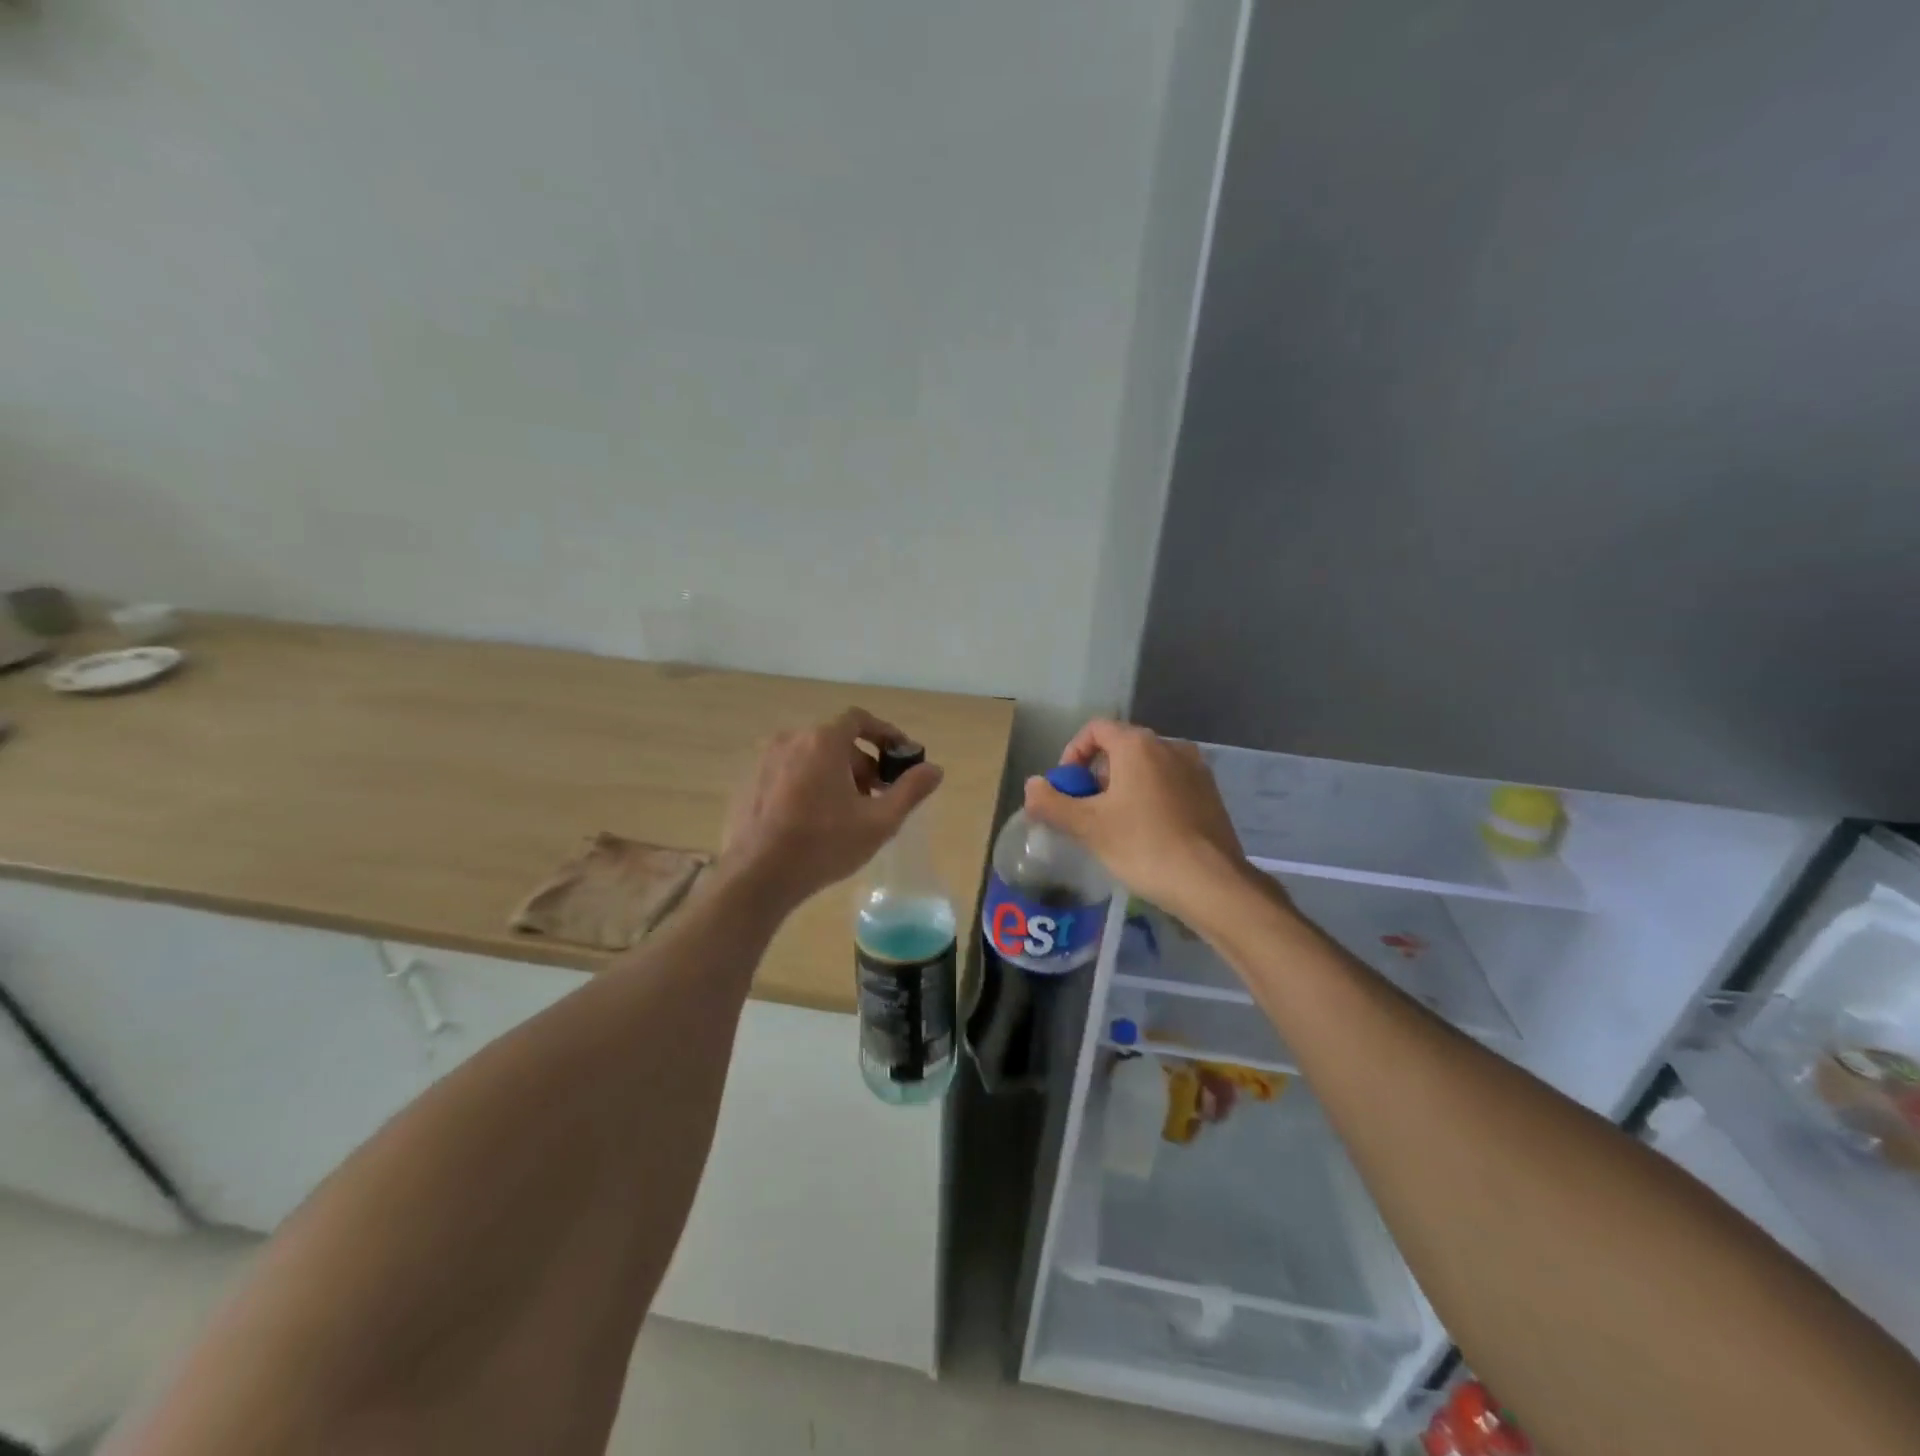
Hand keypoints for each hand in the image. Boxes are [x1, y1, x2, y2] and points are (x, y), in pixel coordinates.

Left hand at [719, 708, 943, 909]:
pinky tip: (814, 821)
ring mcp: (764, 760)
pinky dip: (808, 785)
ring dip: (835, 775)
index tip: (900, 755)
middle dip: (862, 763)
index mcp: (823, 741)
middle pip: (836, 741)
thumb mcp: (879, 822)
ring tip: (847, 812)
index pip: (859, 719)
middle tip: (877, 796)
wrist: (756, 877)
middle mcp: (790, 740)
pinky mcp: (749, 783)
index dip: (884, 733)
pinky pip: (788, 773)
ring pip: (811, 758)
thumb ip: (910, 790)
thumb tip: (935, 769)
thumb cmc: (823, 845)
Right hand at [1022, 719, 1251, 924]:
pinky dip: (1150, 798)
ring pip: (1147, 768)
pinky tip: (1147, 835)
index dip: (1072, 754)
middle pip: (1121, 748)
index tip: (1066, 788)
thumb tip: (1032, 786)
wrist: (1211, 883)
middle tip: (1085, 812)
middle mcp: (1170, 746)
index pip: (1095, 729)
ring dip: (1123, 788)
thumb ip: (1052, 803)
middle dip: (1096, 775)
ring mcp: (1196, 769)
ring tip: (1114, 826)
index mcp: (1138, 745)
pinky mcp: (1211, 795)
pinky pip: (1169, 785)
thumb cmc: (1143, 846)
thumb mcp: (1088, 827)